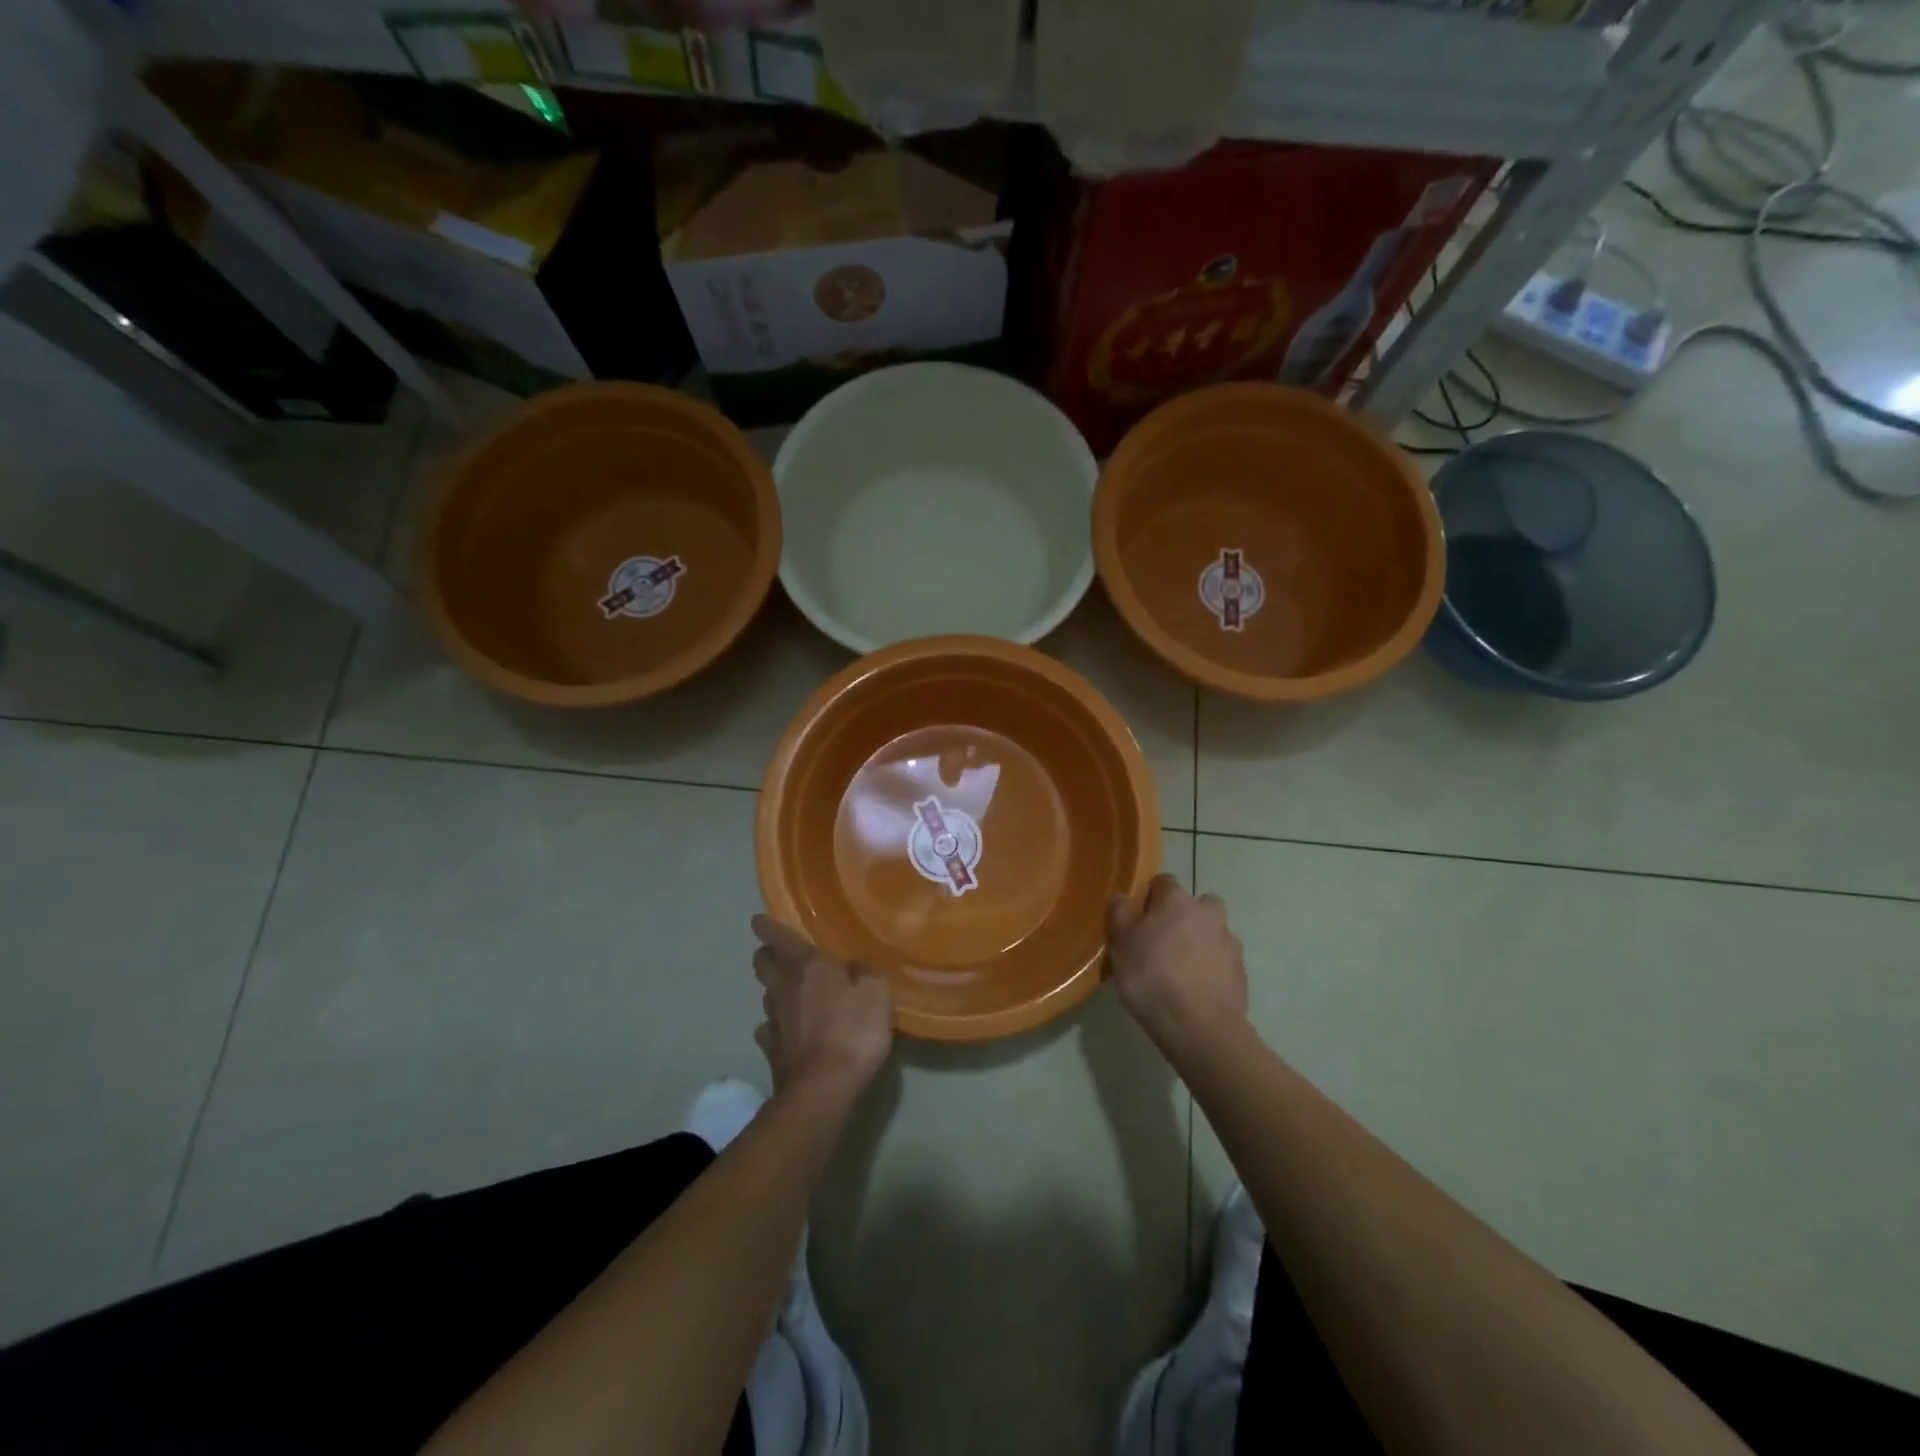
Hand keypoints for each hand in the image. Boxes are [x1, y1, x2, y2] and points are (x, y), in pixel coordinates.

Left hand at [750, 915, 893, 1099]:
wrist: (821, 1089)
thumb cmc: (852, 1032)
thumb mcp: (877, 993)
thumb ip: (866, 973)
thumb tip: (854, 966)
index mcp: (807, 966)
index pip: (779, 937)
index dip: (768, 927)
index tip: (758, 920)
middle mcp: (783, 987)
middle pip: (763, 963)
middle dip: (767, 955)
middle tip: (779, 955)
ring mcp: (773, 1019)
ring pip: (767, 994)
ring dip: (775, 989)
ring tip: (791, 992)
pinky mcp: (771, 1049)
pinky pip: (769, 1028)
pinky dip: (776, 1025)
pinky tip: (787, 1031)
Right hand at [1108, 874, 1248, 1060]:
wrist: (1200, 1027)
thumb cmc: (1152, 977)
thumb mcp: (1121, 944)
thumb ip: (1119, 913)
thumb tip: (1121, 896)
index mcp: (1177, 900)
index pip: (1163, 882)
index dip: (1150, 897)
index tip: (1138, 919)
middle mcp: (1208, 913)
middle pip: (1194, 905)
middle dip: (1181, 917)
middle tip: (1161, 943)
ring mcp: (1230, 942)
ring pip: (1211, 932)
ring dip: (1198, 942)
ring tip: (1179, 970)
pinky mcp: (1241, 971)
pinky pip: (1221, 959)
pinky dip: (1210, 967)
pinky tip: (1194, 988)